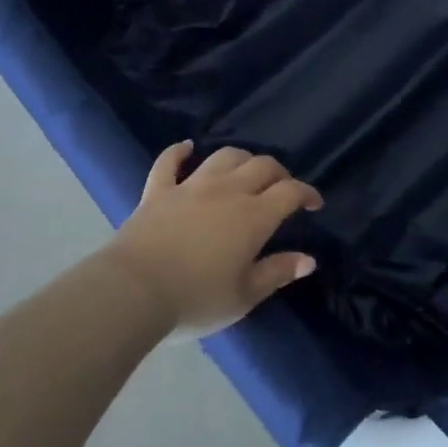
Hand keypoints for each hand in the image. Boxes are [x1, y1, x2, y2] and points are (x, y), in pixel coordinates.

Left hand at [104, 142, 321, 333]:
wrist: (133, 292)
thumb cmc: (195, 299)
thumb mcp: (244, 296)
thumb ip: (277, 273)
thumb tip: (309, 259)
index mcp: (253, 216)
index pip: (290, 192)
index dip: (306, 193)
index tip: (314, 203)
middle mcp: (227, 191)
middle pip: (261, 166)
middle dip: (279, 173)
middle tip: (283, 188)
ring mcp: (191, 186)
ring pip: (224, 157)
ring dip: (241, 159)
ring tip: (246, 171)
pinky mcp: (158, 191)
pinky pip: (169, 162)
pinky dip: (179, 152)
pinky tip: (187, 147)